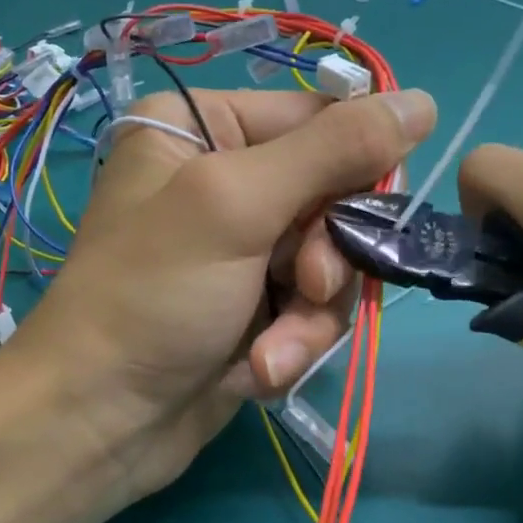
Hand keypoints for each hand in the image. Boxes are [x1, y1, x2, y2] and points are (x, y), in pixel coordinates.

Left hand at [6, 86, 436, 505]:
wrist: (98, 421)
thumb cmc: (151, 296)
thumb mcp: (236, 206)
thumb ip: (333, 151)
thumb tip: (423, 101)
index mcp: (205, 128)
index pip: (321, 121)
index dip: (357, 169)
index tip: (367, 218)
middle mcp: (225, 181)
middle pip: (333, 198)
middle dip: (325, 260)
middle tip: (304, 289)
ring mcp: (241, 250)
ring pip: (329, 264)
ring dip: (309, 317)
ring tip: (268, 353)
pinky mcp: (253, 308)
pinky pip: (309, 310)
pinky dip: (291, 344)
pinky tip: (258, 372)